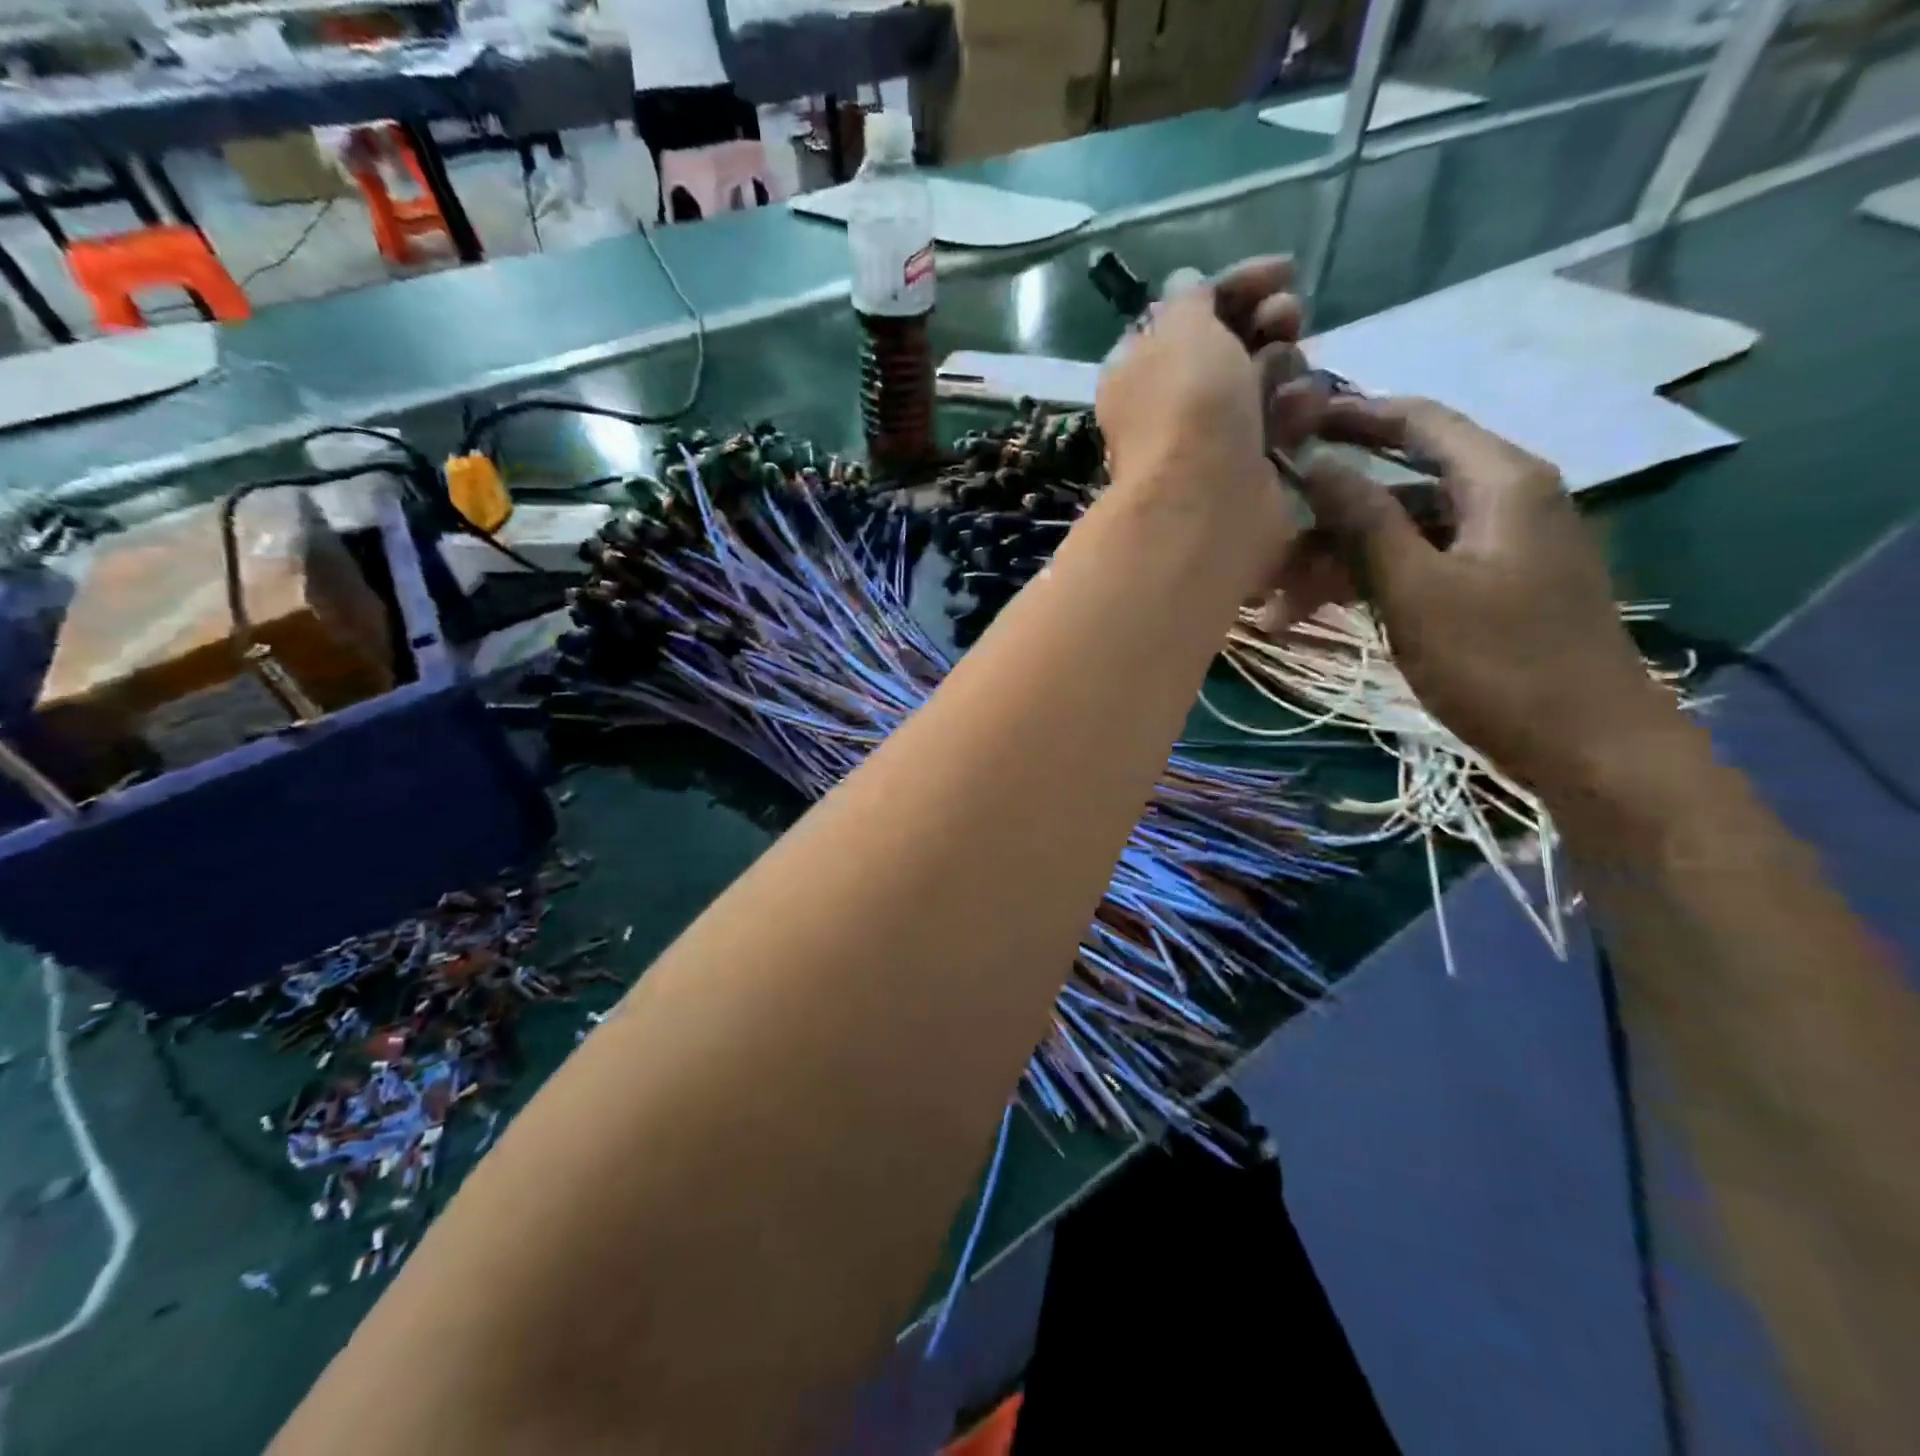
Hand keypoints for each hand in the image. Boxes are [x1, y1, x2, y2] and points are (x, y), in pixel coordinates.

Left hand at [1094, 257, 1314, 588]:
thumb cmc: (1188, 405)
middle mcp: (1171, 402)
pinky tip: (1300, 413)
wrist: (1207, 500)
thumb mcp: (1181, 327)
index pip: (1190, 311)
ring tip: (1288, 376)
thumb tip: (1185, 283)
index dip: (1237, 285)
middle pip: (1232, 344)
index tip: (1286, 270)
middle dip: (1268, 322)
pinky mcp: (1248, 467)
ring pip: (1264, 380)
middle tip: (1288, 318)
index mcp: (1140, 367)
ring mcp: (1211, 437)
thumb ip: (1188, 298)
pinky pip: (1281, 422)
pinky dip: (1294, 410)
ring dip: (1286, 366)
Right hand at [1293, 395, 1685, 797]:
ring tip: (1275, 610)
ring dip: (1336, 563)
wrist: (1588, 747)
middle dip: (1326, 517)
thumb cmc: (1499, 663)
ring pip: (1399, 534)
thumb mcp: (1417, 591)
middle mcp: (1503, 499)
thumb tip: (1315, 463)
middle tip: (1264, 545)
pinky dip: (1366, 585)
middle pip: (1398, 486)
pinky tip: (1316, 617)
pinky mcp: (1490, 587)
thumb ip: (1364, 522)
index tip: (1289, 423)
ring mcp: (1498, 547)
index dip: (1351, 417)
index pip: (1418, 422)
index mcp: (1500, 481)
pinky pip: (1415, 567)